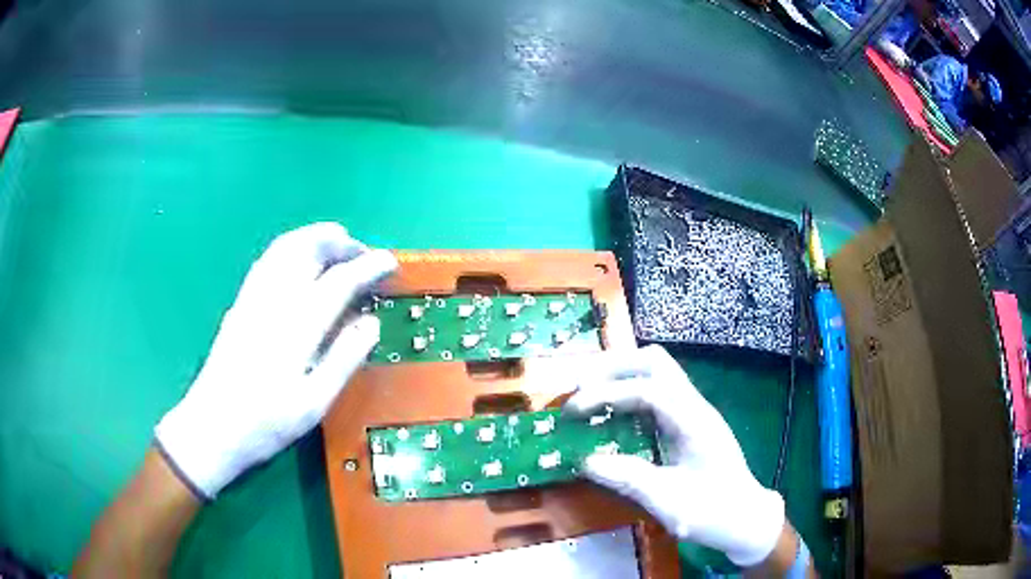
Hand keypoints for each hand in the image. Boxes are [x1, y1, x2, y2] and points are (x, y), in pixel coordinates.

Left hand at [155, 223, 396, 498]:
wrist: (211, 427)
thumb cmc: (266, 424)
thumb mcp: (314, 404)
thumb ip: (344, 360)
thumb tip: (372, 324)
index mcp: (296, 328)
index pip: (338, 281)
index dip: (367, 266)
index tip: (389, 261)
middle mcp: (273, 302)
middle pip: (307, 249)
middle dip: (340, 242)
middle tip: (362, 253)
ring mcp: (252, 298)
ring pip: (285, 248)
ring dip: (315, 238)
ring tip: (337, 248)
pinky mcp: (239, 303)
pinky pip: (268, 259)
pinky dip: (291, 247)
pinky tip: (300, 261)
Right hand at [565, 345, 784, 567]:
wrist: (746, 518)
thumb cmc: (712, 513)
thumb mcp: (669, 502)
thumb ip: (629, 479)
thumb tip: (585, 461)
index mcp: (694, 422)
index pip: (647, 390)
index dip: (607, 394)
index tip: (573, 411)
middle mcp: (695, 406)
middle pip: (654, 362)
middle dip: (613, 368)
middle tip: (578, 389)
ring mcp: (694, 411)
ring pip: (657, 371)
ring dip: (620, 376)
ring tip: (589, 395)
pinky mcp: (689, 422)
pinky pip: (657, 391)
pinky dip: (629, 392)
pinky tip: (612, 413)